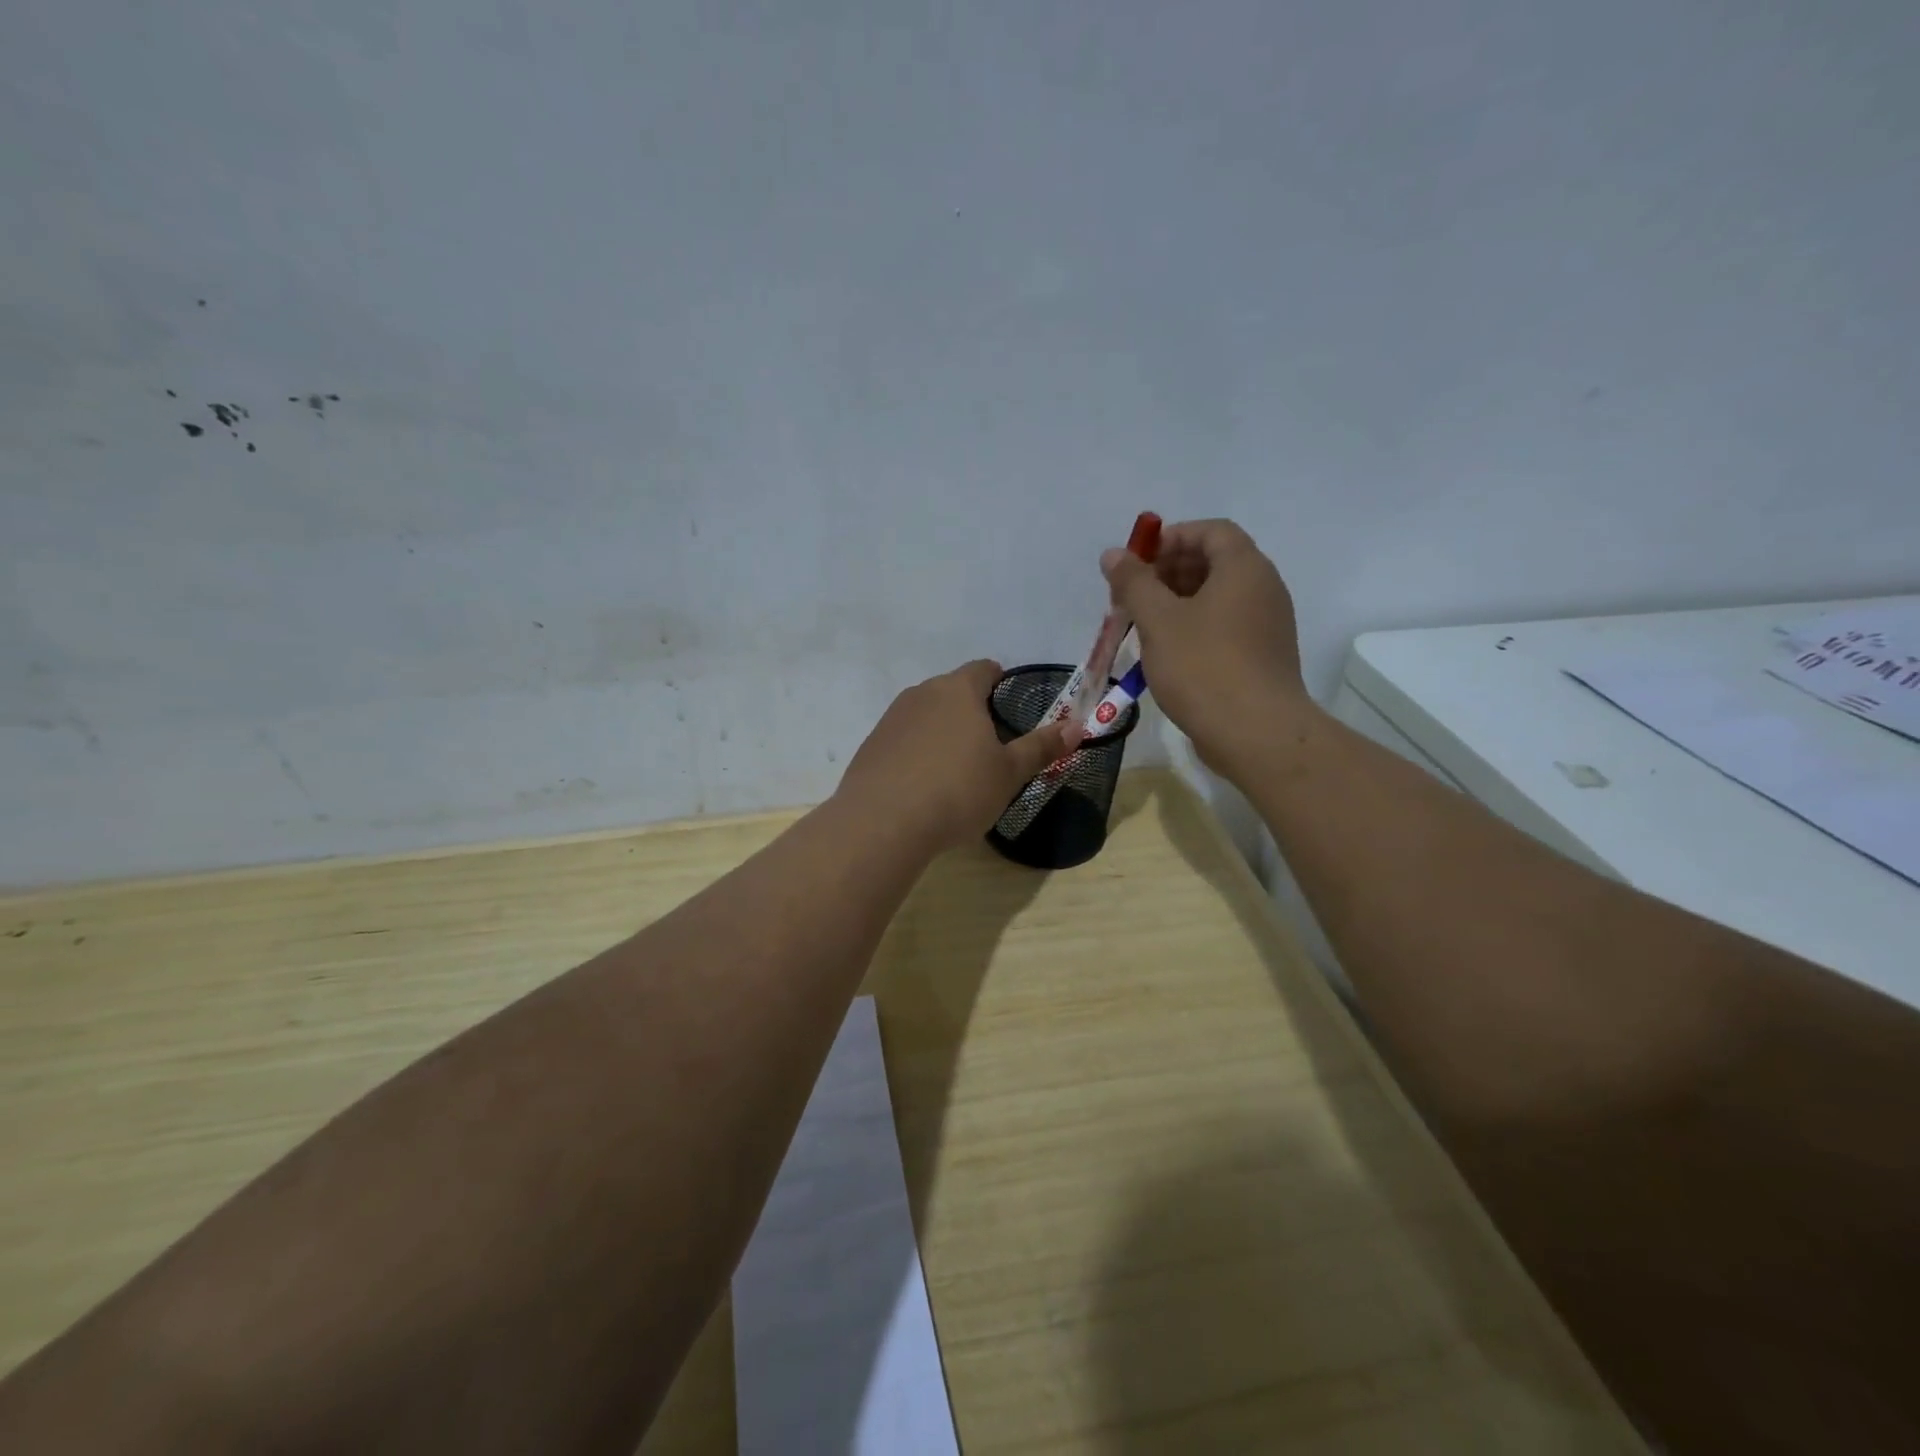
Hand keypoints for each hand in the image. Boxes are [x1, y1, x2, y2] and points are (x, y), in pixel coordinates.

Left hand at [836, 660, 1082, 850]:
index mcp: (958, 690)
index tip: (1010, 705)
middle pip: (953, 690)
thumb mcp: (1008, 773)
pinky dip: (917, 752)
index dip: (1000, 681)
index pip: (983, 669)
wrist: (882, 822)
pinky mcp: (871, 745)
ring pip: (926, 714)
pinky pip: (904, 739)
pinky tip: (924, 785)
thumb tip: (1077, 726)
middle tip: (990, 745)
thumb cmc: (957, 790)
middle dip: (972, 710)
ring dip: (943, 731)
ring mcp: (892, 718)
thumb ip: (1041, 747)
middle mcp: (922, 693)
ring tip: (957, 767)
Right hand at [1100, 518, 1313, 776]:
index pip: (1212, 531)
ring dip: (1179, 602)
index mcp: (1244, 568)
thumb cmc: (1203, 667)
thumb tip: (1113, 554)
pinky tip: (1168, 653)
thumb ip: (1134, 583)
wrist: (1256, 733)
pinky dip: (1196, 626)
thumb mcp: (1158, 621)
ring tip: (1144, 625)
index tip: (1138, 561)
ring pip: (1220, 597)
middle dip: (1170, 571)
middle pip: (1216, 562)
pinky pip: (1227, 625)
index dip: (1172, 537)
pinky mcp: (1264, 656)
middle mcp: (1264, 588)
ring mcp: (1268, 624)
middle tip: (1133, 595)